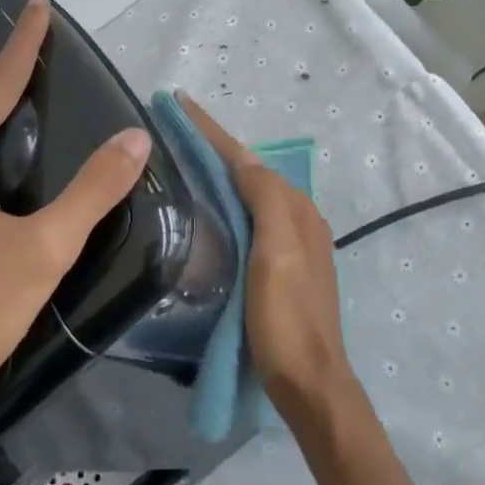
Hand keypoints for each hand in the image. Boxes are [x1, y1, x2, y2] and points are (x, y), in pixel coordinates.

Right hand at [181, 92, 352, 407]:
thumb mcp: (276, 254)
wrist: (309, 380)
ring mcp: (291, 244)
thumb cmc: (287, 318)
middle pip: (250, 171)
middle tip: (175, 129)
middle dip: (215, 146)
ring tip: (185, 158)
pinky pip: (251, 217)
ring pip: (250, 193)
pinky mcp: (280, 267)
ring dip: (221, 170)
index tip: (179, 104)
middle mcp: (297, 218)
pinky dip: (228, 200)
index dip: (213, 132)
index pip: (247, 160)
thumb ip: (266, 201)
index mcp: (294, 210)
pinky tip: (209, 207)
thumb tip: (246, 161)